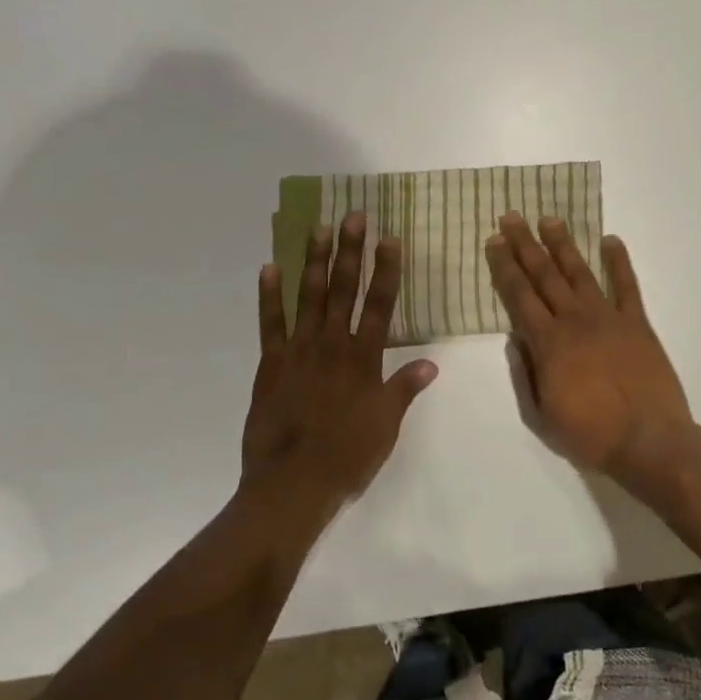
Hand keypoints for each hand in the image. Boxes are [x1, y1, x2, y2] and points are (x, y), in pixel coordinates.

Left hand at [241, 212, 437, 528]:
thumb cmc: (347, 457)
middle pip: (343, 289)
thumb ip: (404, 389)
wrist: (293, 483)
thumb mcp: (386, 426)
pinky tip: (269, 268)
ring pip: (308, 296)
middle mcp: (332, 345)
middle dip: (350, 251)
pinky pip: (270, 322)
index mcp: (364, 359)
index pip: (380, 305)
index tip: (389, 238)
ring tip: (318, 228)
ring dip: (313, 261)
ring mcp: (298, 350)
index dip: (386, 270)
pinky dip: (269, 295)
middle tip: (353, 216)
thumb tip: (431, 362)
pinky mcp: (271, 363)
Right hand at [485, 213, 692, 479]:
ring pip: (581, 272)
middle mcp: (575, 321)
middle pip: (544, 275)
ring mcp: (609, 318)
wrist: (650, 443)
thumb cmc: (590, 435)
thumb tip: (514, 338)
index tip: (494, 241)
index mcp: (548, 343)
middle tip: (512, 216)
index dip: (504, 267)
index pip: (519, 296)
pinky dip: (619, 261)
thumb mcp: (540, 416)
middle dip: (525, 244)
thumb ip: (523, 374)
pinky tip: (610, 240)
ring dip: (563, 244)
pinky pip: (628, 286)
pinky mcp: (638, 324)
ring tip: (550, 219)